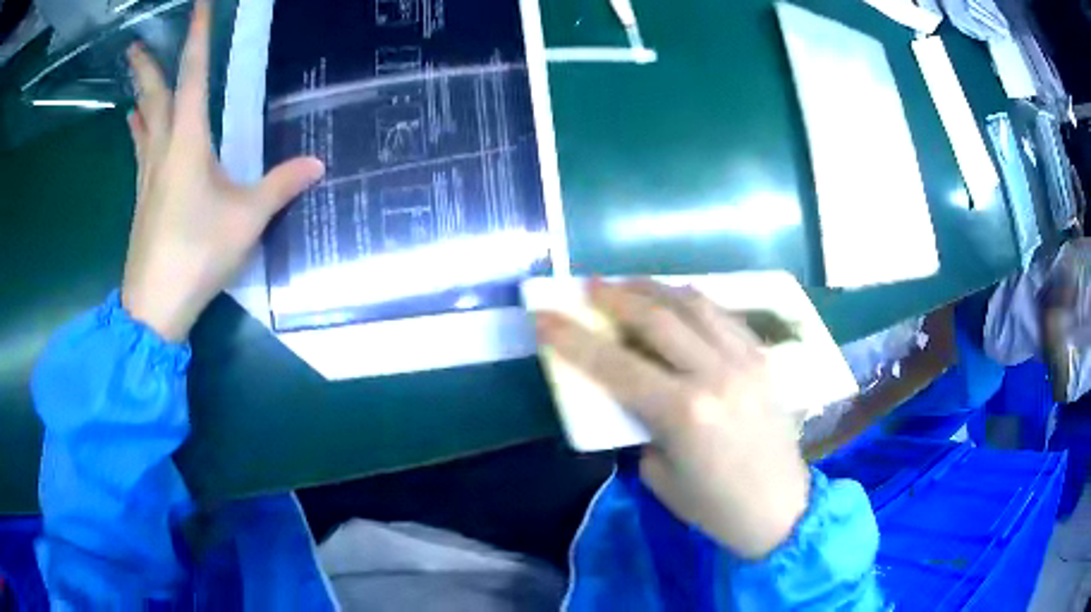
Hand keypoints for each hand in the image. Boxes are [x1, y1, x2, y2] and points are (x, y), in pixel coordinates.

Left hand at [122, 0, 323, 340]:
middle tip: (134, 45)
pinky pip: (140, 152)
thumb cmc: (197, 254)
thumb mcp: (248, 219)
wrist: (155, 306)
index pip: (193, 75)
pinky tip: (135, 129)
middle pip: (153, 97)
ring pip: (142, 124)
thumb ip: (281, 186)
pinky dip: (138, 132)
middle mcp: (163, 150)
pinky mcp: (143, 201)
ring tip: (135, 80)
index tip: (196, 6)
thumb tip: (318, 163)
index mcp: (188, 142)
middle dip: (146, 67)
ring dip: (139, 97)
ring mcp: (148, 177)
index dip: (196, 36)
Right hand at [536, 280, 810, 558]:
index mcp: (684, 412)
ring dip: (655, 289)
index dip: (573, 337)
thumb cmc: (713, 506)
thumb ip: (640, 423)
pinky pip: (724, 316)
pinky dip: (694, 302)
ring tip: (629, 285)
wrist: (780, 508)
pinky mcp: (764, 359)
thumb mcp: (658, 473)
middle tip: (589, 287)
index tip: (545, 315)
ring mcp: (746, 360)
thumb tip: (630, 388)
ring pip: (695, 304)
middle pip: (657, 318)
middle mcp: (716, 374)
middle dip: (615, 297)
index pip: (615, 363)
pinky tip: (677, 302)